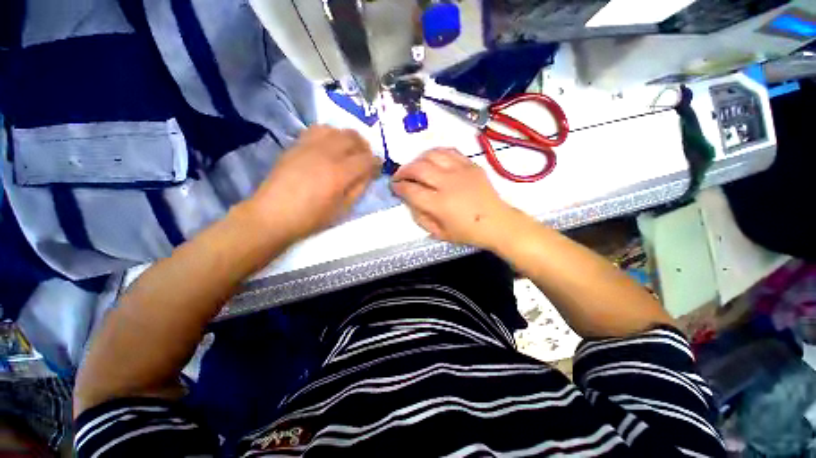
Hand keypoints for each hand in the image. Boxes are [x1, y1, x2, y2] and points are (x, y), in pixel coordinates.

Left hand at [248, 126, 380, 241]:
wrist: (273, 215)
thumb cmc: (311, 218)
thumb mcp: (342, 209)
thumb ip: (358, 188)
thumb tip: (368, 174)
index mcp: (340, 173)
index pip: (367, 159)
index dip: (377, 162)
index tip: (379, 167)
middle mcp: (326, 154)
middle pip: (353, 137)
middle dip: (364, 146)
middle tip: (366, 157)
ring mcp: (309, 146)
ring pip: (336, 130)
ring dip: (347, 137)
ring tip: (348, 150)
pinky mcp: (296, 145)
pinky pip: (317, 130)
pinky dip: (329, 134)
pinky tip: (329, 146)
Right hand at [391, 148, 523, 248]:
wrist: (497, 222)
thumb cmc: (467, 232)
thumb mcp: (439, 233)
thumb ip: (420, 217)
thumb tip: (409, 201)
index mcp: (439, 204)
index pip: (411, 190)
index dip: (398, 187)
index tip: (394, 187)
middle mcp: (448, 183)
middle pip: (418, 168)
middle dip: (403, 170)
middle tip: (399, 176)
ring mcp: (460, 171)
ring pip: (432, 155)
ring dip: (418, 159)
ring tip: (414, 167)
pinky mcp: (471, 164)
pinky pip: (449, 151)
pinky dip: (436, 153)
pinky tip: (432, 160)